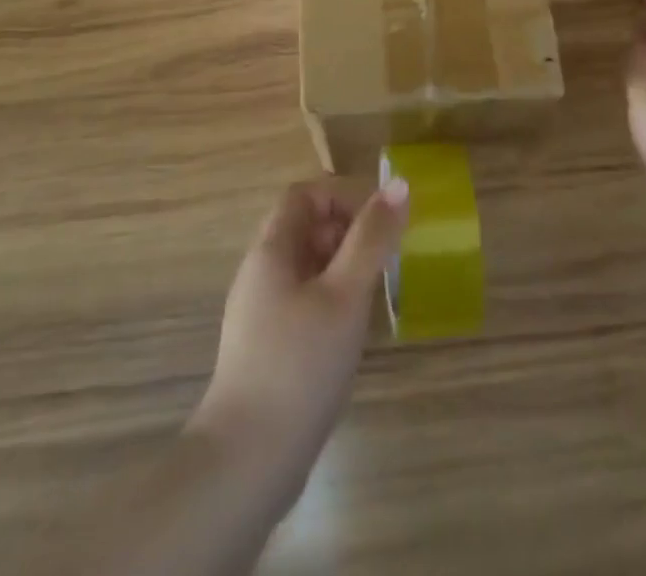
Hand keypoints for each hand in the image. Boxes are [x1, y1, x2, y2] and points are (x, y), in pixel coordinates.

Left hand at [192, 177, 408, 466]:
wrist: (247, 461)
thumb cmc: (300, 364)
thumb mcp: (345, 294)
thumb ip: (372, 238)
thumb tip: (399, 184)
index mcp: (272, 250)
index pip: (304, 195)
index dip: (342, 196)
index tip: (379, 222)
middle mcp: (260, 272)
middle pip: (304, 227)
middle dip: (346, 231)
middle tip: (383, 259)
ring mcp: (259, 312)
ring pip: (305, 266)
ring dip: (342, 267)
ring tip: (373, 295)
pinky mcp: (266, 347)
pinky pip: (302, 300)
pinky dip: (330, 299)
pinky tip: (350, 332)